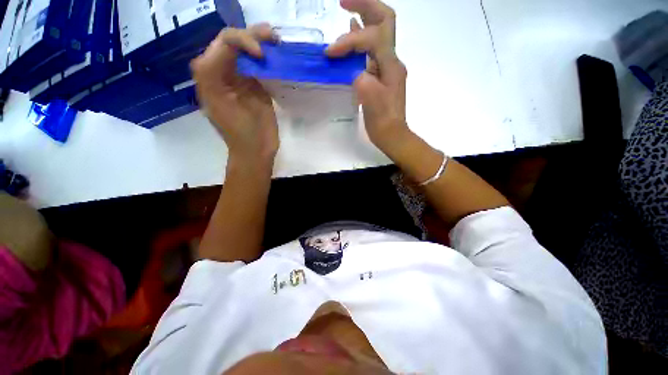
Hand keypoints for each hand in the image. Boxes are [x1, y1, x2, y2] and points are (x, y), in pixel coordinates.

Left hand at [191, 24, 278, 166]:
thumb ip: (219, 76)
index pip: (223, 44)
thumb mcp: (224, 105)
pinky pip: (258, 66)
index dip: (242, 41)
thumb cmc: (241, 134)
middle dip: (252, 35)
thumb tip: (230, 51)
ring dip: (260, 42)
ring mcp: (240, 80)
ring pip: (246, 51)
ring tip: (275, 40)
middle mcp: (223, 73)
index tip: (261, 55)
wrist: (255, 151)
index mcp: (211, 77)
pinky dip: (267, 59)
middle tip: (273, 37)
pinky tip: (276, 56)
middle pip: (233, 42)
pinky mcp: (254, 88)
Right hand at [326, 0, 409, 152]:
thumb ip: (362, 80)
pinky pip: (372, 51)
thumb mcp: (371, 102)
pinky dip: (361, 39)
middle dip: (365, 6)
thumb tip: (355, 70)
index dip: (349, 41)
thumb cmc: (383, 122)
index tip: (330, 54)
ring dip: (363, 19)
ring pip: (378, 34)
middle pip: (384, 22)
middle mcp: (391, 61)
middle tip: (344, 2)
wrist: (392, 135)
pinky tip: (352, 33)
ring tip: (346, 9)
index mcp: (391, 66)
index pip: (372, 37)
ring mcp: (387, 68)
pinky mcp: (381, 77)